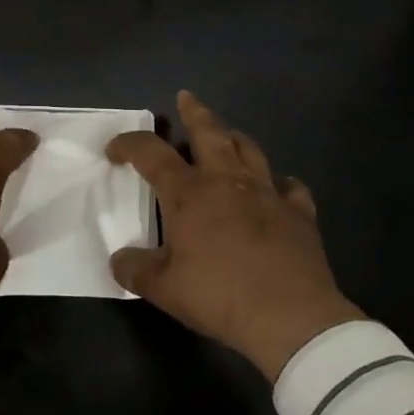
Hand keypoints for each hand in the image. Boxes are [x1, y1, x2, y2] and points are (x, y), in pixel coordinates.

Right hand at [107, 91, 363, 380]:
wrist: (290, 316)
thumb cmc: (219, 295)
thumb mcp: (163, 289)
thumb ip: (135, 270)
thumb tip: (118, 260)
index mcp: (189, 193)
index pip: (151, 153)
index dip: (128, 145)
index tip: (114, 150)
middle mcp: (227, 181)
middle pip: (209, 132)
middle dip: (194, 112)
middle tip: (186, 98)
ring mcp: (267, 192)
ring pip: (250, 149)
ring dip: (234, 137)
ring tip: (227, 135)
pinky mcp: (299, 212)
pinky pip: (290, 187)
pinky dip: (280, 182)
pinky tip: (278, 187)